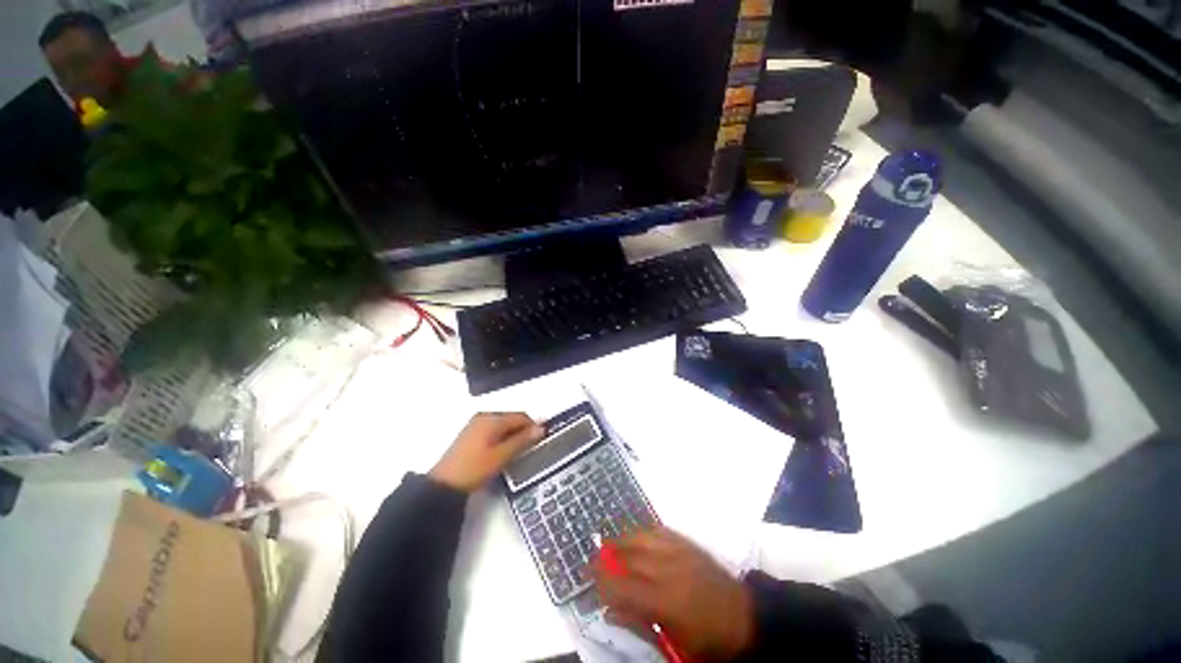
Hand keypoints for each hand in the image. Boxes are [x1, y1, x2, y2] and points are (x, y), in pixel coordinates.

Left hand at [429, 412, 544, 491]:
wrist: (444, 484)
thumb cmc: (475, 468)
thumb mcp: (502, 455)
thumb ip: (522, 440)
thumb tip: (541, 428)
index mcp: (492, 418)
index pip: (521, 416)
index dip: (533, 427)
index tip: (540, 441)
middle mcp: (484, 416)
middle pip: (512, 419)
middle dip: (523, 431)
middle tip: (530, 449)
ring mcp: (476, 424)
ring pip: (503, 425)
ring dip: (513, 435)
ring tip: (517, 453)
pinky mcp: (471, 434)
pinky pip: (493, 430)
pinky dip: (502, 438)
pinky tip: (502, 452)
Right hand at [593, 528, 755, 661]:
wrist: (744, 618)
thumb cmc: (707, 640)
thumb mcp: (673, 642)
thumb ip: (639, 624)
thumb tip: (610, 610)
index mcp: (665, 600)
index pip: (623, 586)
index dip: (602, 581)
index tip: (589, 578)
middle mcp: (668, 568)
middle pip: (629, 556)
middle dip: (607, 557)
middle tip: (593, 559)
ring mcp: (679, 551)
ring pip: (642, 537)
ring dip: (622, 539)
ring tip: (609, 543)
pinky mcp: (688, 543)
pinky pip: (660, 530)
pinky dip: (644, 532)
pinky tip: (637, 536)